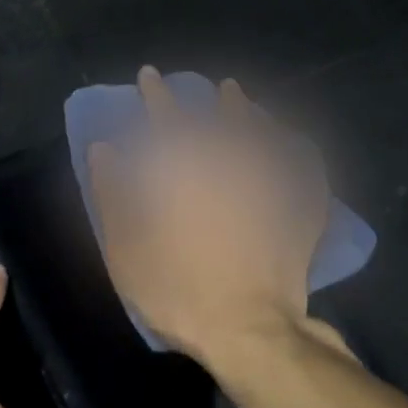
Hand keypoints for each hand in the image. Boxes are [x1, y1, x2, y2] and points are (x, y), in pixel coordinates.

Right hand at [89, 68, 327, 368]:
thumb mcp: (126, 251)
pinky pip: (305, 170)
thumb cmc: (178, 293)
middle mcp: (232, 169)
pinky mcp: (299, 213)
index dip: (157, 95)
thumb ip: (113, 196)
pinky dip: (298, 152)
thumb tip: (103, 150)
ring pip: (265, 137)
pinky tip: (296, 144)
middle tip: (213, 85)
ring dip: (252, 115)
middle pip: (224, 121)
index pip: (169, 120)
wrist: (248, 332)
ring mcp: (271, 189)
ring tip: (244, 102)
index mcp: (187, 175)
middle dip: (213, 99)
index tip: (150, 75)